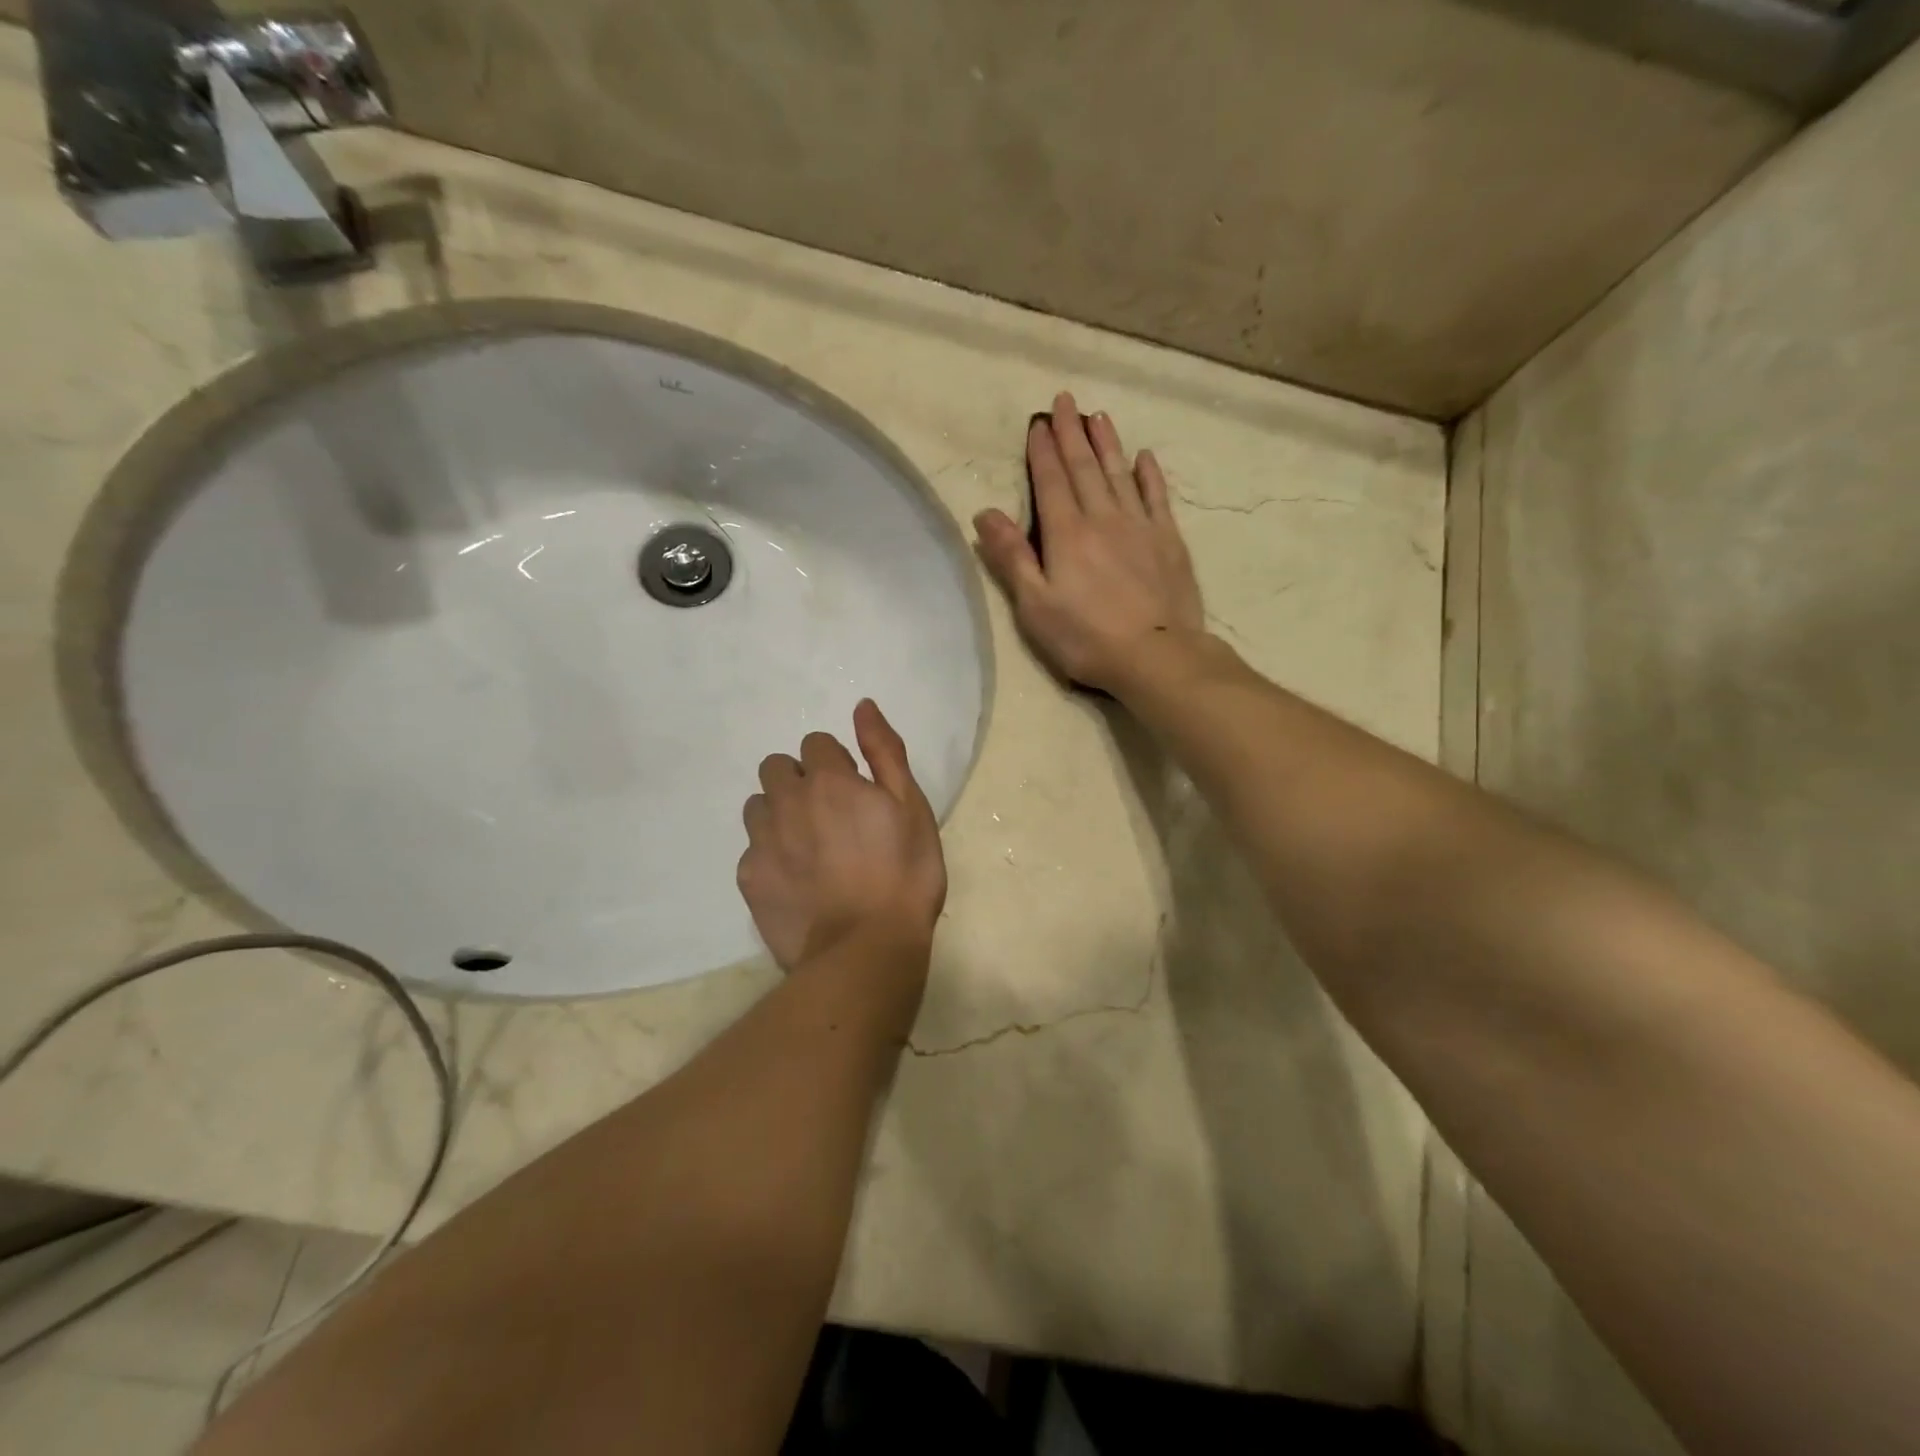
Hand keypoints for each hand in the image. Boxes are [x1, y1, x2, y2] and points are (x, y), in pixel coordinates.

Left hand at [738, 700, 946, 976]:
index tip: (855, 792)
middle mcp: (787, 801)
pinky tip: (796, 881)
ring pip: (758, 806)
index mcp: (829, 779)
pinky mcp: (749, 877)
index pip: (815, 744)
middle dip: (799, 781)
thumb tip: (862, 706)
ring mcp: (762, 840)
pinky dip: (770, 854)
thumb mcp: (911, 806)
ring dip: (779, 814)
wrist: (866, 948)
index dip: (836, 764)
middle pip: (776, 768)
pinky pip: (752, 849)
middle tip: (829, 816)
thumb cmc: (904, 874)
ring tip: (809, 847)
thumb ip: (884, 751)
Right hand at [973, 393, 1205, 694]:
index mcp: (1066, 534)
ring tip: (1098, 416)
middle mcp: (1103, 518)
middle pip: (1084, 468)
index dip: (1042, 450)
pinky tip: (1144, 457)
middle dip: (1072, 433)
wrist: (1155, 655)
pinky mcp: (1169, 541)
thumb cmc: (1086, 637)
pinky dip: (1149, 474)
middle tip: (1066, 400)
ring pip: (1119, 474)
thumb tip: (984, 514)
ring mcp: (1140, 526)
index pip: (1051, 481)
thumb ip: (1011, 557)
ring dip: (1107, 443)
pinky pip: (1157, 496)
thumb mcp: (1035, 605)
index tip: (1038, 422)